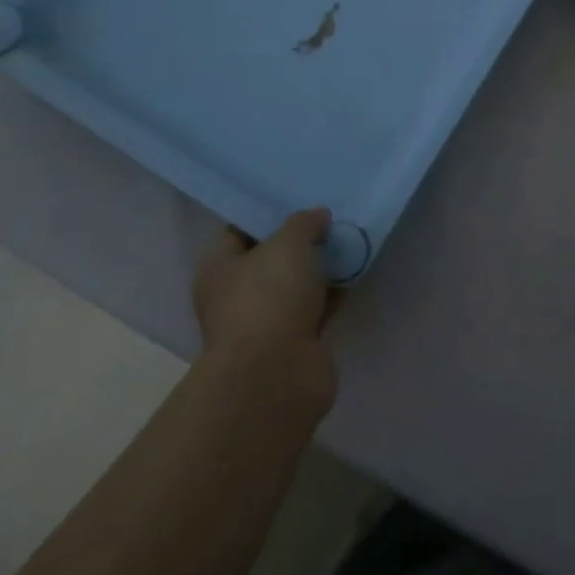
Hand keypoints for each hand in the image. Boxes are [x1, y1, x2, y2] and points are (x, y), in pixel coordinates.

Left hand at [193, 208, 336, 405]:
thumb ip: (304, 222)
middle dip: (299, 241)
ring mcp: (265, 322)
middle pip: (270, 259)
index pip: (238, 230)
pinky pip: (316, 307)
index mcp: (219, 269)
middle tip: (330, 218)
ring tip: (349, 240)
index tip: (298, 200)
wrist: (278, 374)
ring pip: (295, 285)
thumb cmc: (269, 297)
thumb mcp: (289, 243)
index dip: (266, 214)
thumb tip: (318, 217)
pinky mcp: (294, 342)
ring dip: (319, 268)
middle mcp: (236, 295)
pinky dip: (332, 294)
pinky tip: (355, 274)